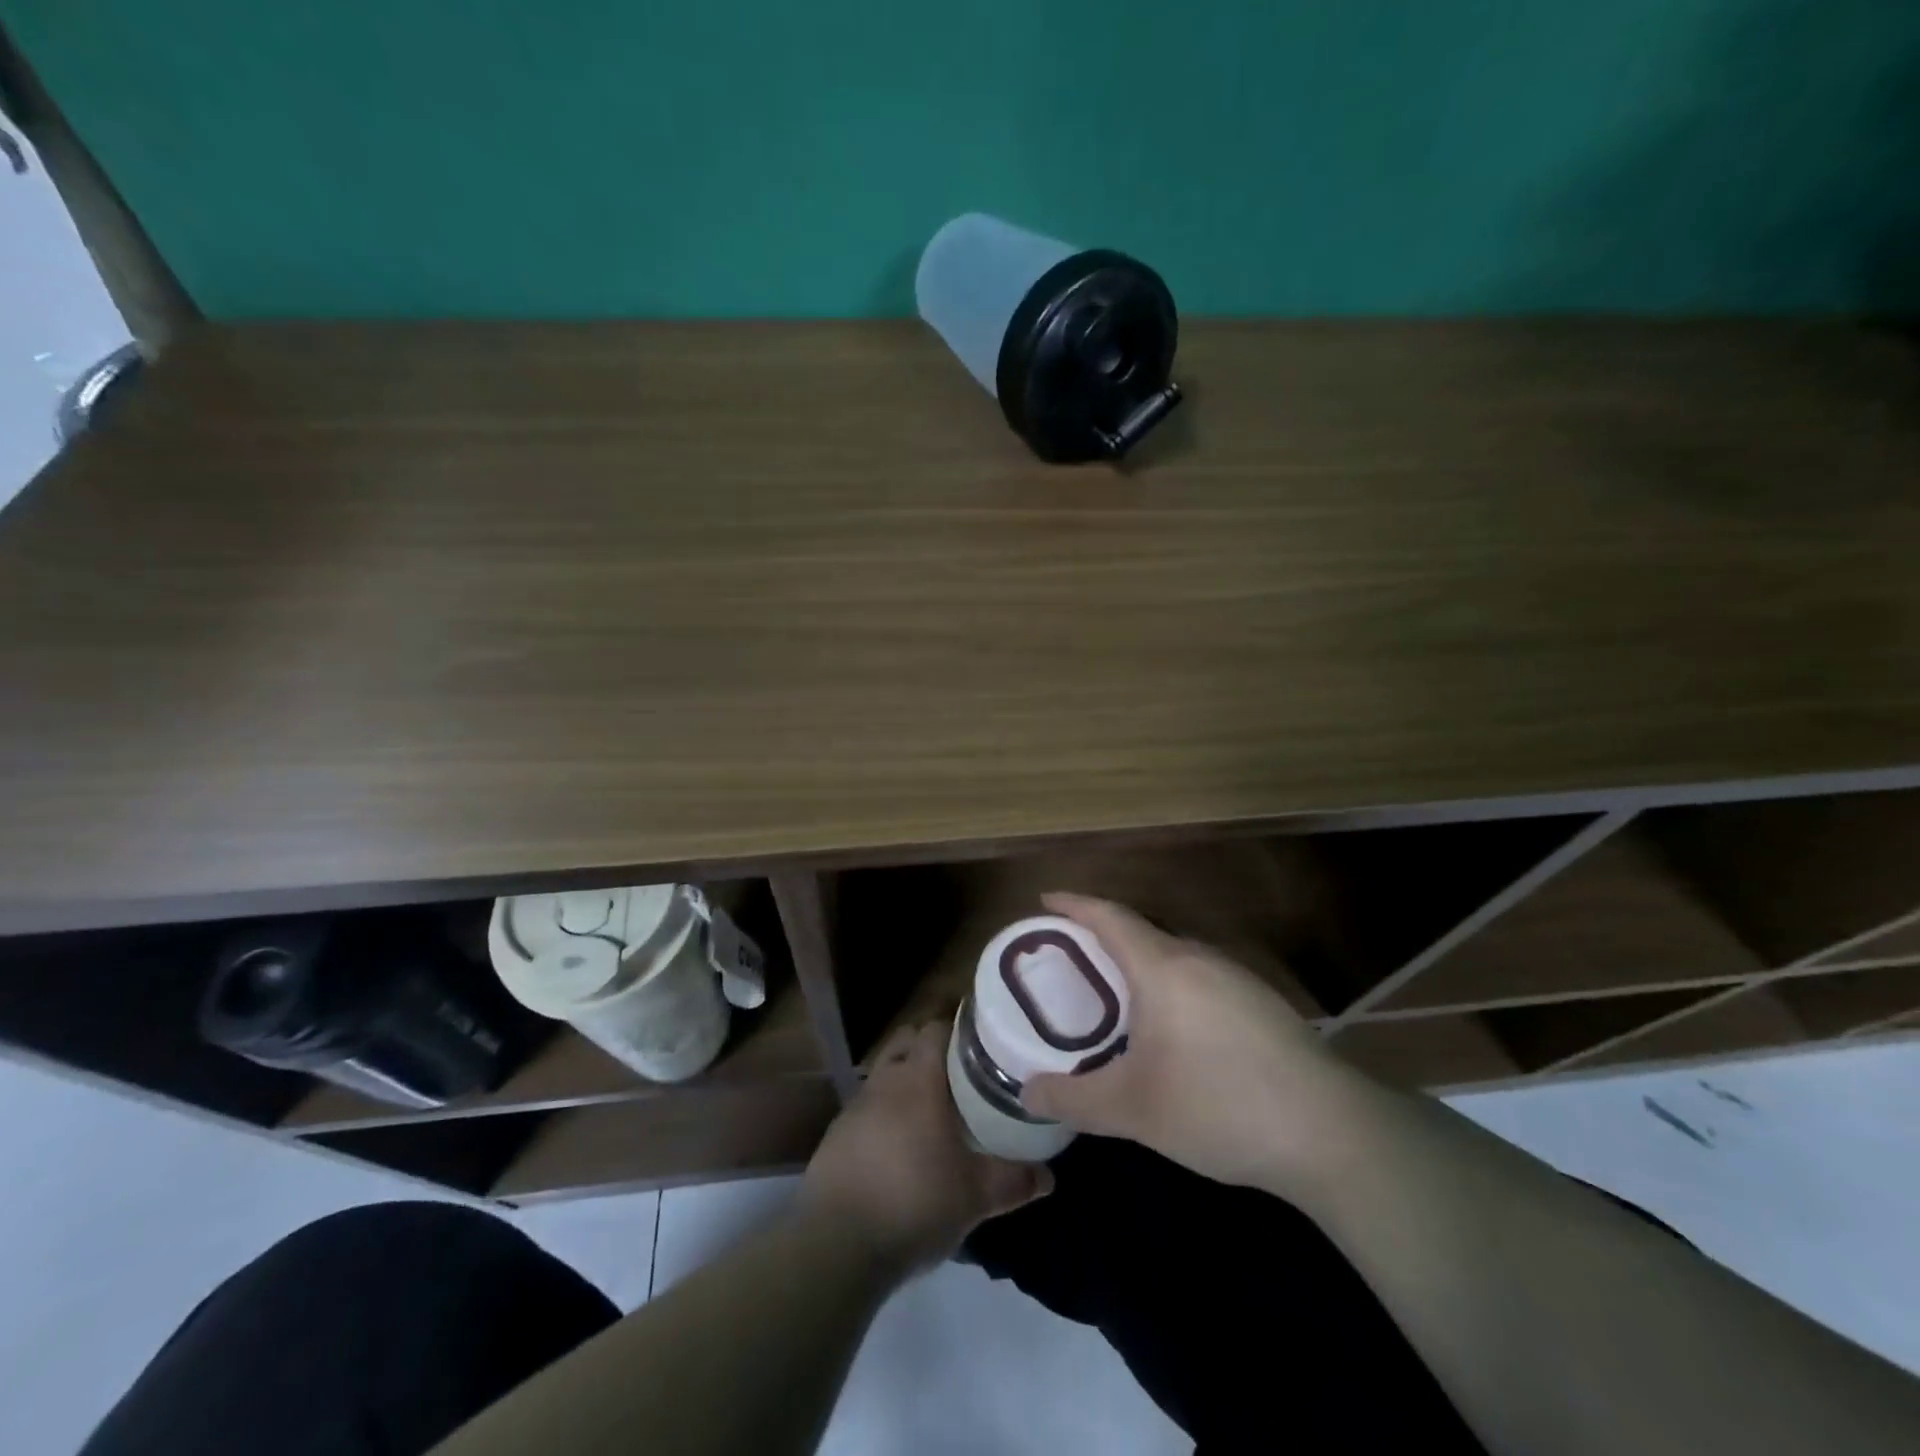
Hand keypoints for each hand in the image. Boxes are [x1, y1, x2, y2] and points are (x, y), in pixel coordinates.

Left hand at [797, 1021, 1051, 1276]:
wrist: (836, 1244)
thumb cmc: (914, 1202)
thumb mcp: (975, 1196)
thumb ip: (1014, 1180)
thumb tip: (1050, 1176)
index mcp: (919, 1078)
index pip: (937, 1028)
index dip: (959, 1028)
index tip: (983, 1041)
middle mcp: (885, 1080)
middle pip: (907, 1041)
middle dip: (930, 1047)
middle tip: (961, 1071)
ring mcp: (855, 1105)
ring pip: (885, 1072)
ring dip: (905, 1079)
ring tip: (932, 1108)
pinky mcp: (836, 1134)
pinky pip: (867, 1107)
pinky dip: (884, 1112)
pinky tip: (899, 1144)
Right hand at [1020, 892, 1358, 1192]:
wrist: (1331, 1133)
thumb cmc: (1218, 1106)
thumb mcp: (1132, 1109)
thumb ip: (1072, 1099)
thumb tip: (1027, 1093)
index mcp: (1163, 968)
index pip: (1109, 917)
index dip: (1074, 904)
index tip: (1045, 900)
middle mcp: (1200, 958)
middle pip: (1141, 933)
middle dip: (1102, 939)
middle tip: (1070, 962)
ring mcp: (1237, 978)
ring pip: (1174, 957)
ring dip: (1139, 966)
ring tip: (1115, 998)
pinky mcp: (1263, 1004)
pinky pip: (1200, 978)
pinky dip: (1170, 987)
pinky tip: (1173, 1031)